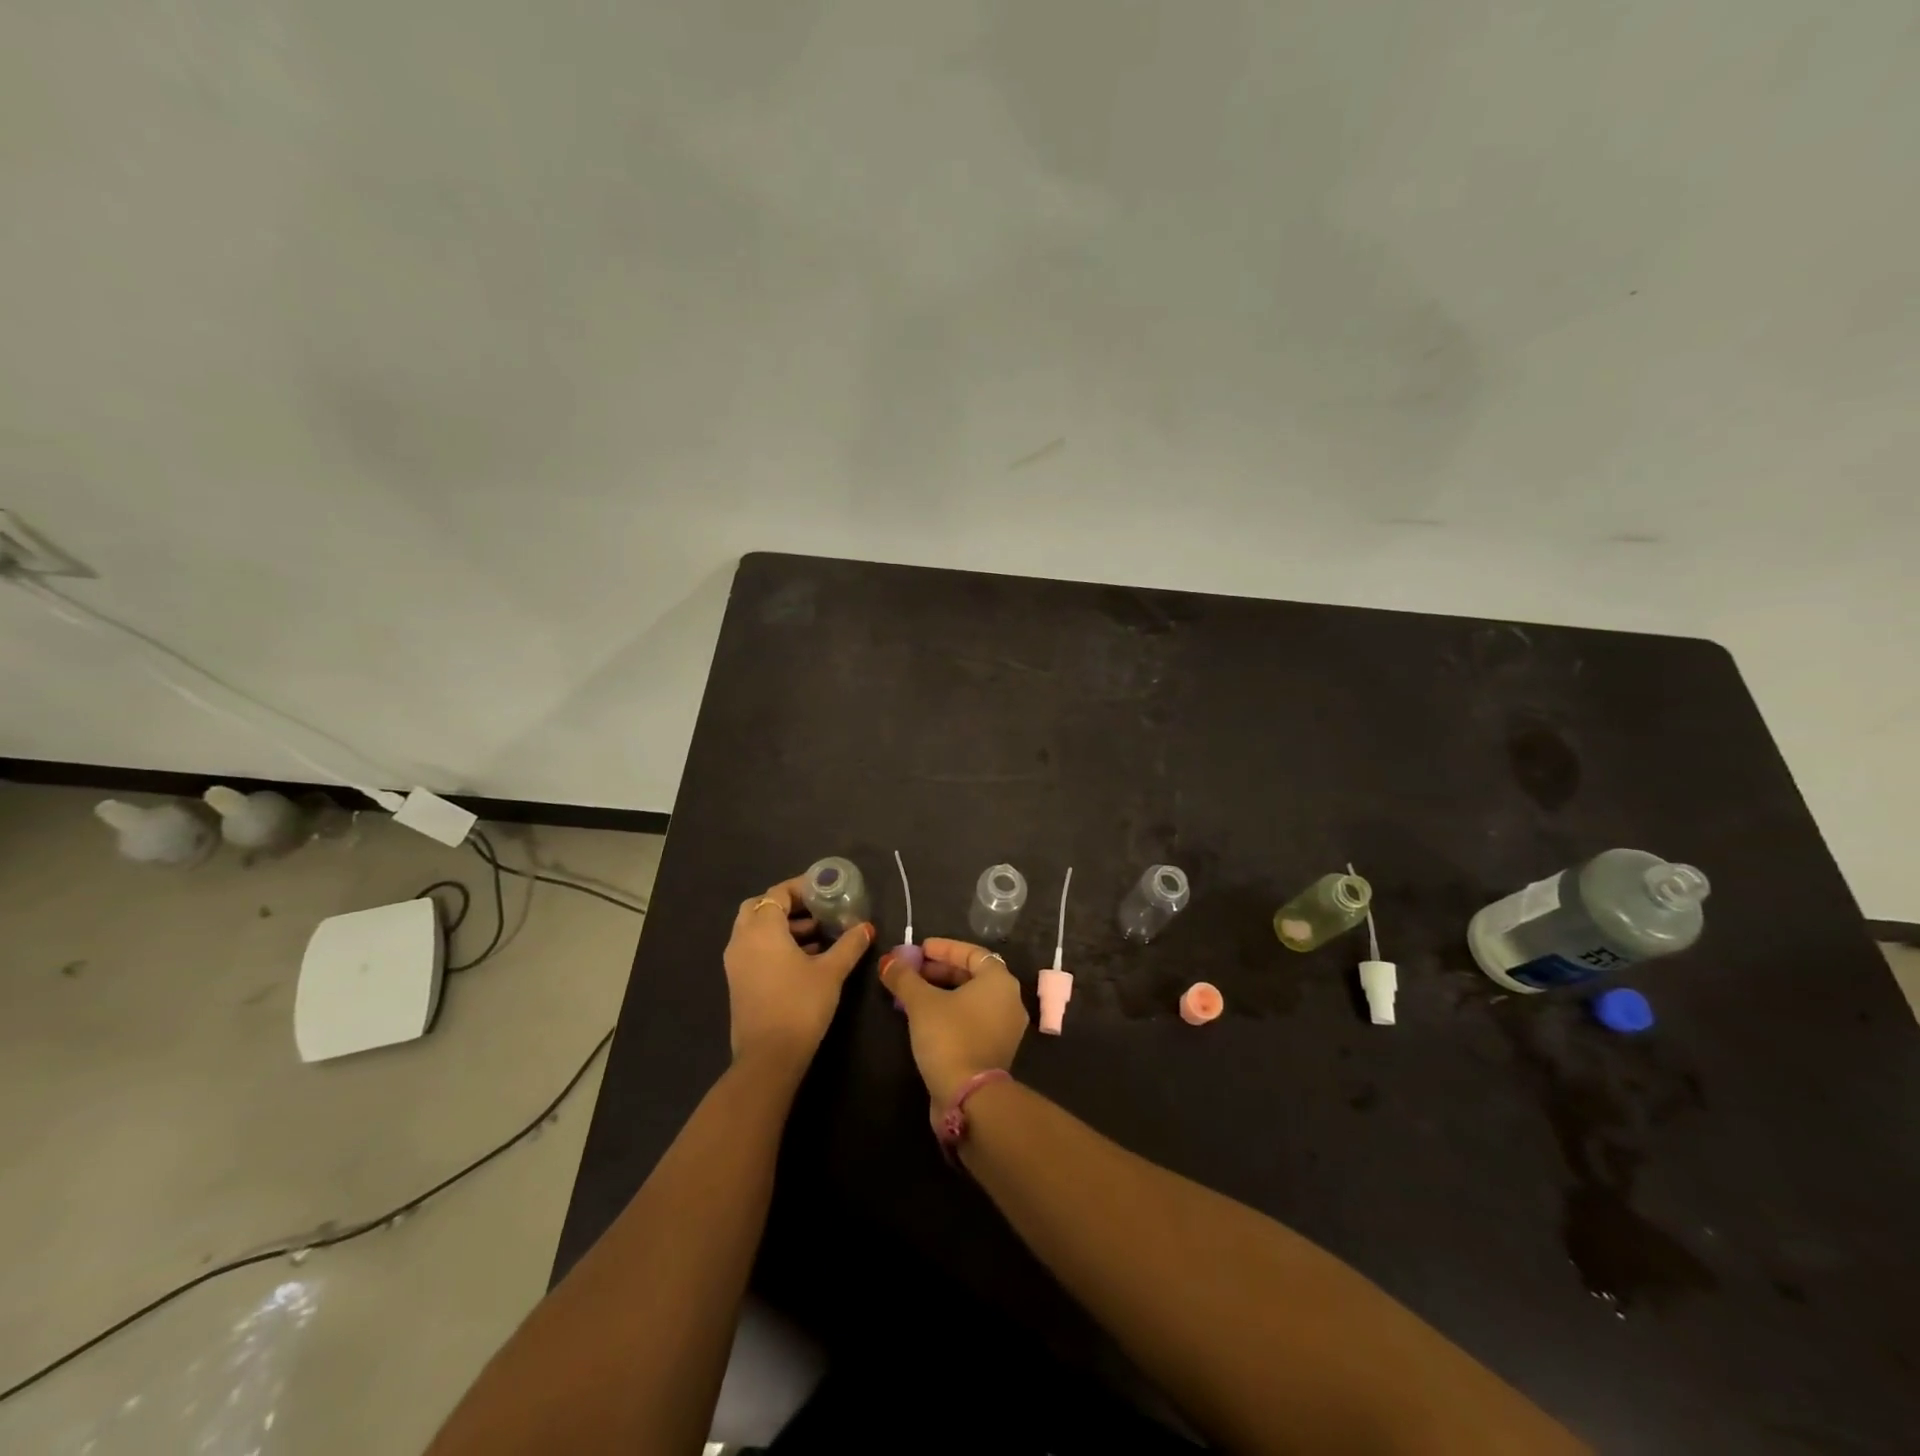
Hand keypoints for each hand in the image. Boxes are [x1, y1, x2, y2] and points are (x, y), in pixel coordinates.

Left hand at [725, 879, 873, 1072]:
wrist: (768, 1057)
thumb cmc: (800, 1005)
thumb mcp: (831, 972)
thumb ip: (849, 945)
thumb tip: (866, 927)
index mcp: (762, 929)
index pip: (777, 893)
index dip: (802, 888)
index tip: (826, 891)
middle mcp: (742, 940)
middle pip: (760, 907)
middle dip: (788, 905)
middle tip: (816, 911)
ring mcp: (736, 962)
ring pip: (755, 930)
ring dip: (783, 926)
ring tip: (817, 936)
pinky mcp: (738, 982)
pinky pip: (754, 949)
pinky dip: (774, 944)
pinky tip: (804, 959)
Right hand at [879, 937, 1028, 1107]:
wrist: (969, 1097)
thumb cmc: (949, 1037)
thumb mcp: (921, 1002)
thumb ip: (904, 978)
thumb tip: (888, 962)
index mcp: (1000, 981)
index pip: (972, 953)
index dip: (944, 948)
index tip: (919, 949)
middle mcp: (1009, 1001)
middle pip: (972, 975)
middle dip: (940, 970)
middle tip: (912, 971)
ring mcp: (1005, 1028)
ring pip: (971, 999)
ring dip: (942, 992)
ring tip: (912, 993)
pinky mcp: (995, 1050)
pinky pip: (972, 1019)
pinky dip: (950, 1012)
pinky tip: (924, 1018)